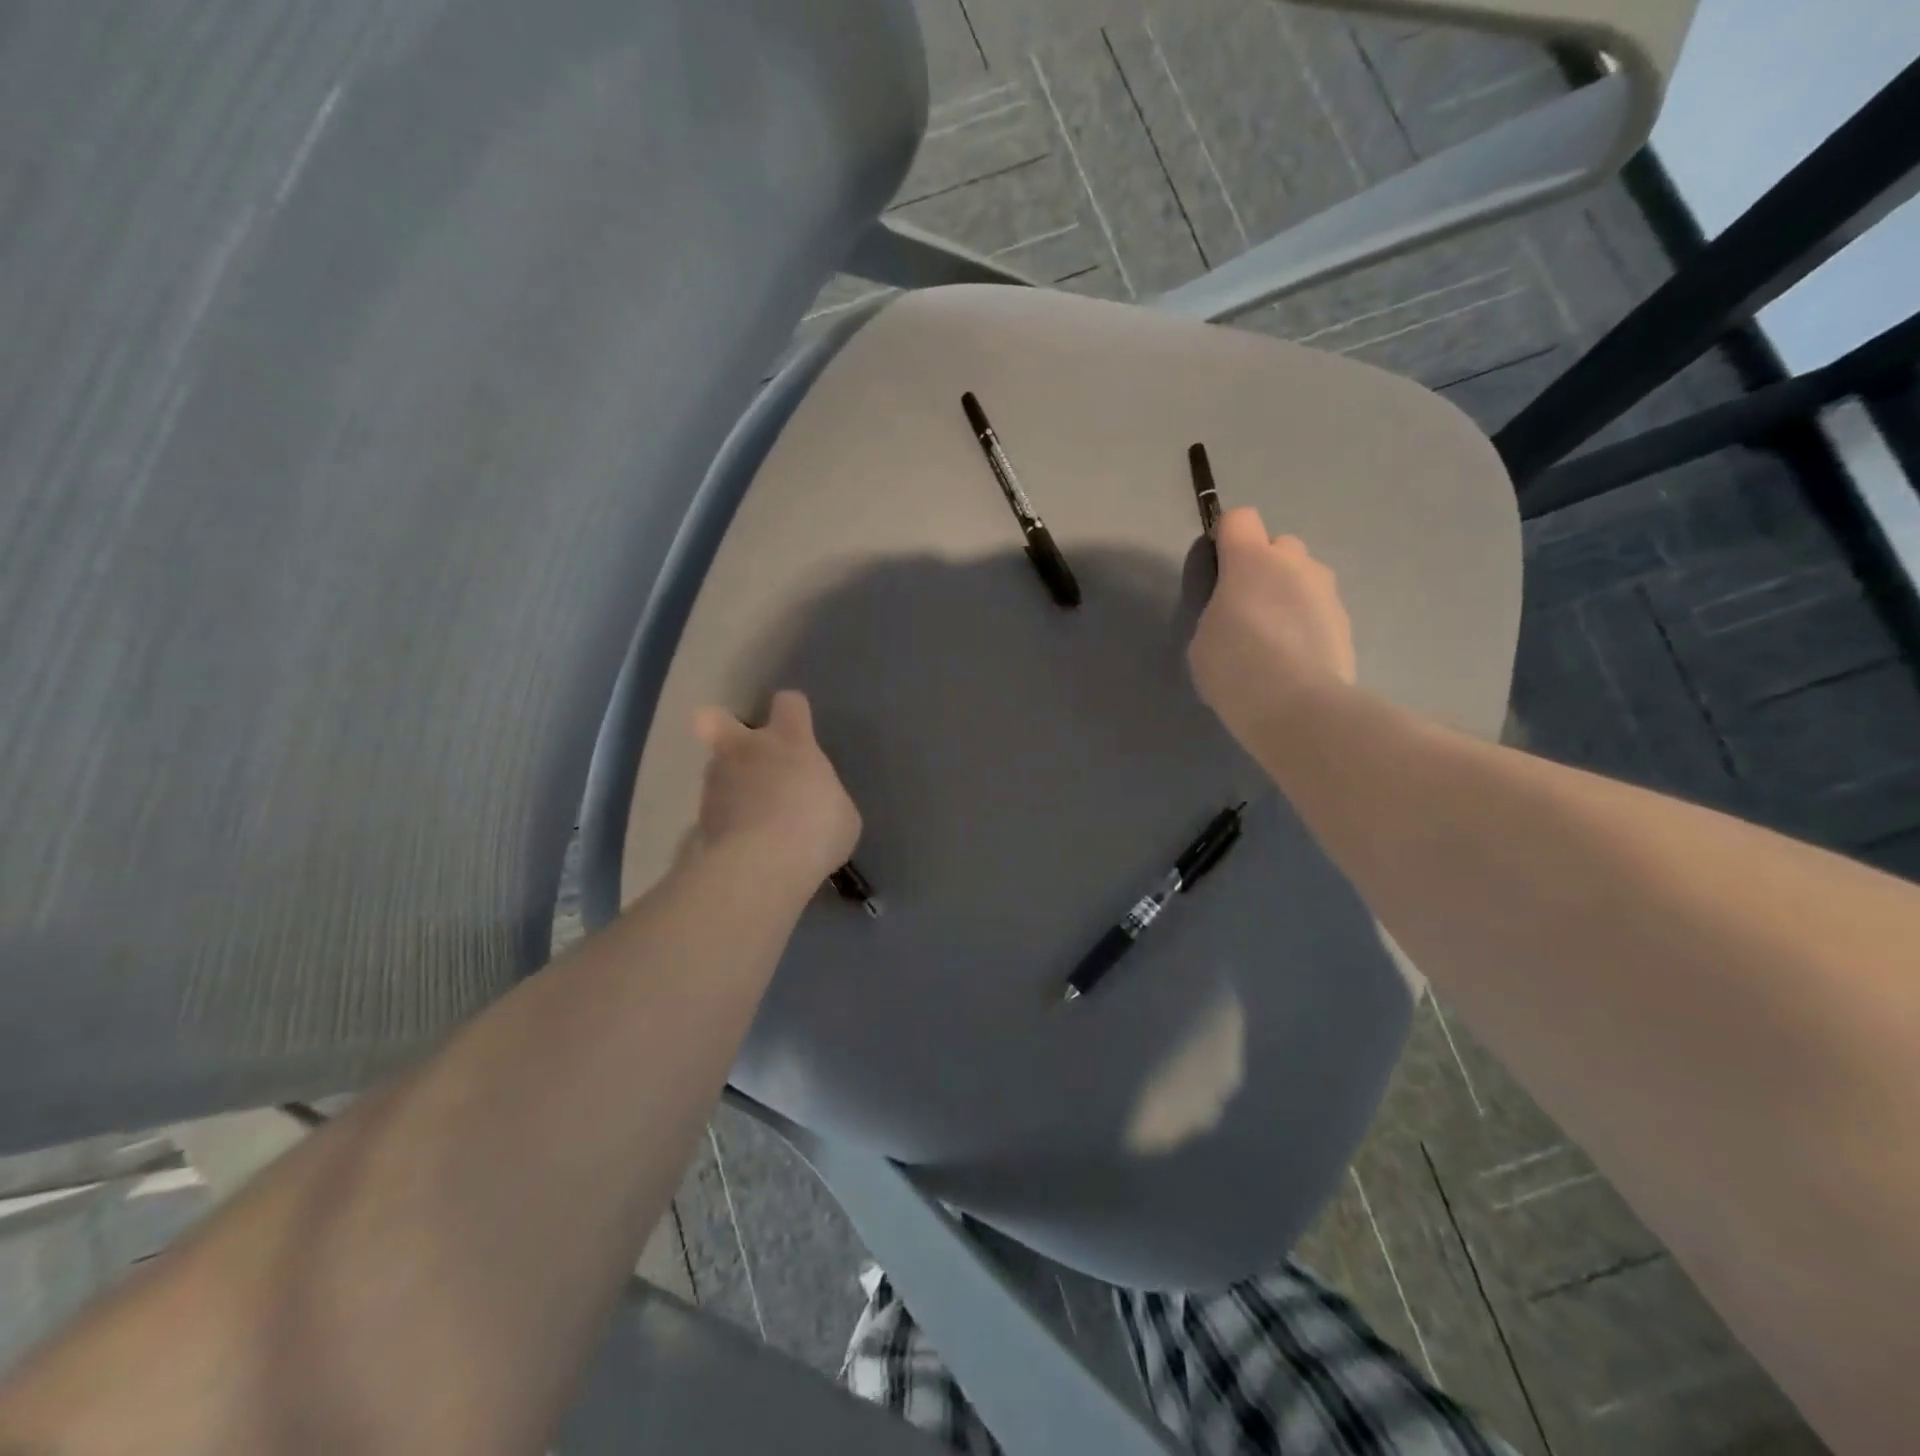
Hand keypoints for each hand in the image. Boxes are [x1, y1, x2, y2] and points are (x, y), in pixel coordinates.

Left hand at [691, 690, 861, 887]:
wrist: (764, 864)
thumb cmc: (816, 828)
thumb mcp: (842, 813)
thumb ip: (823, 795)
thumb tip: (812, 802)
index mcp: (791, 741)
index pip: (789, 703)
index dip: (794, 712)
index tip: (800, 727)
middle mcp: (747, 751)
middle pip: (717, 719)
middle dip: (722, 726)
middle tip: (742, 751)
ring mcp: (718, 783)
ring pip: (716, 770)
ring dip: (730, 785)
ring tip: (750, 815)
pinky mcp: (700, 818)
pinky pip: (714, 812)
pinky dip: (726, 822)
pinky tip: (742, 843)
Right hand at [1188, 508, 1356, 747]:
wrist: (1299, 708)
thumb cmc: (1236, 668)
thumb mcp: (1203, 640)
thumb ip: (1219, 612)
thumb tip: (1236, 614)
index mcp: (1250, 560)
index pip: (1239, 519)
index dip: (1226, 539)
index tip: (1217, 571)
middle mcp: (1295, 563)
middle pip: (1278, 545)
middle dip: (1264, 567)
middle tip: (1247, 609)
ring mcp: (1326, 591)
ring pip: (1304, 577)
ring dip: (1289, 595)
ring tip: (1274, 639)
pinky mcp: (1346, 622)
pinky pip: (1319, 610)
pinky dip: (1307, 625)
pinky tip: (1294, 661)